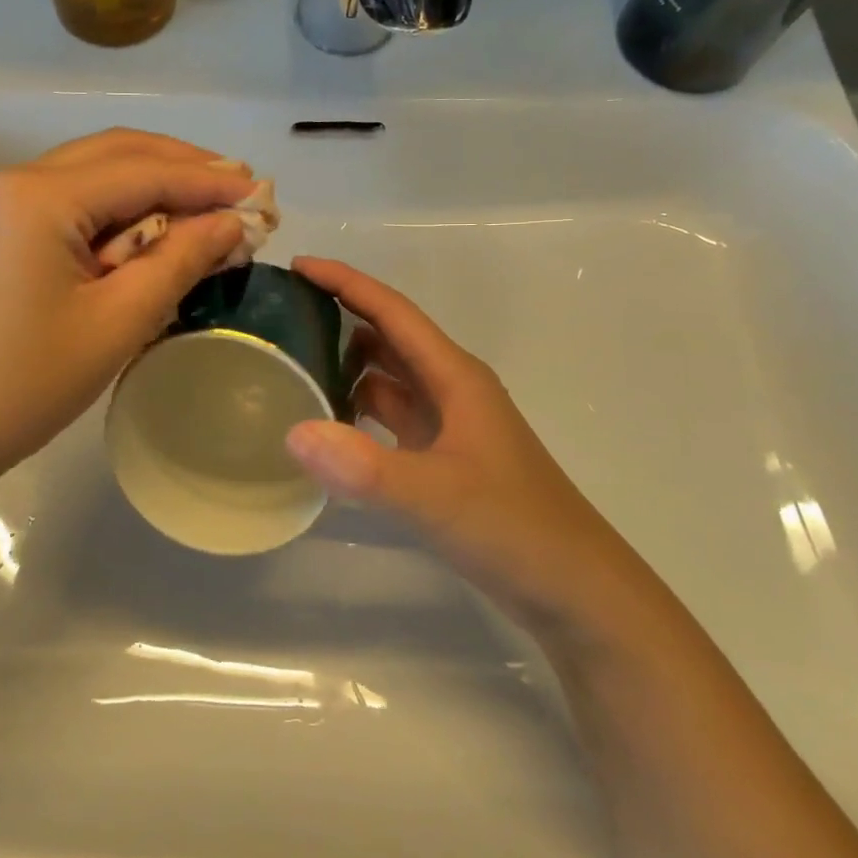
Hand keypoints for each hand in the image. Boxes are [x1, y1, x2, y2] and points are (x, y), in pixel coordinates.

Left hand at [0, 130, 254, 501]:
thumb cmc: (20, 383)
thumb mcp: (115, 322)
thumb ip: (178, 260)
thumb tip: (229, 223)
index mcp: (39, 194)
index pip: (143, 170)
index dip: (208, 179)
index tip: (261, 192)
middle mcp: (13, 183)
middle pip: (114, 155)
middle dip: (180, 169)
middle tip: (236, 192)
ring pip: (89, 178)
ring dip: (148, 191)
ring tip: (201, 216)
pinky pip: (65, 209)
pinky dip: (112, 217)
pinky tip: (144, 241)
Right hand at [284, 257, 643, 630]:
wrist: (576, 592)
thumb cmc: (515, 529)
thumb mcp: (437, 496)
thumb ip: (365, 467)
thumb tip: (293, 431)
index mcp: (455, 376)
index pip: (391, 311)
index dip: (346, 283)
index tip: (297, 265)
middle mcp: (450, 389)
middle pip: (387, 336)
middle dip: (338, 317)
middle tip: (280, 315)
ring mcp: (447, 425)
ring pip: (387, 377)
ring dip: (345, 364)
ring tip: (291, 363)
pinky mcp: (441, 458)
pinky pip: (389, 417)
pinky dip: (356, 410)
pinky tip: (325, 424)